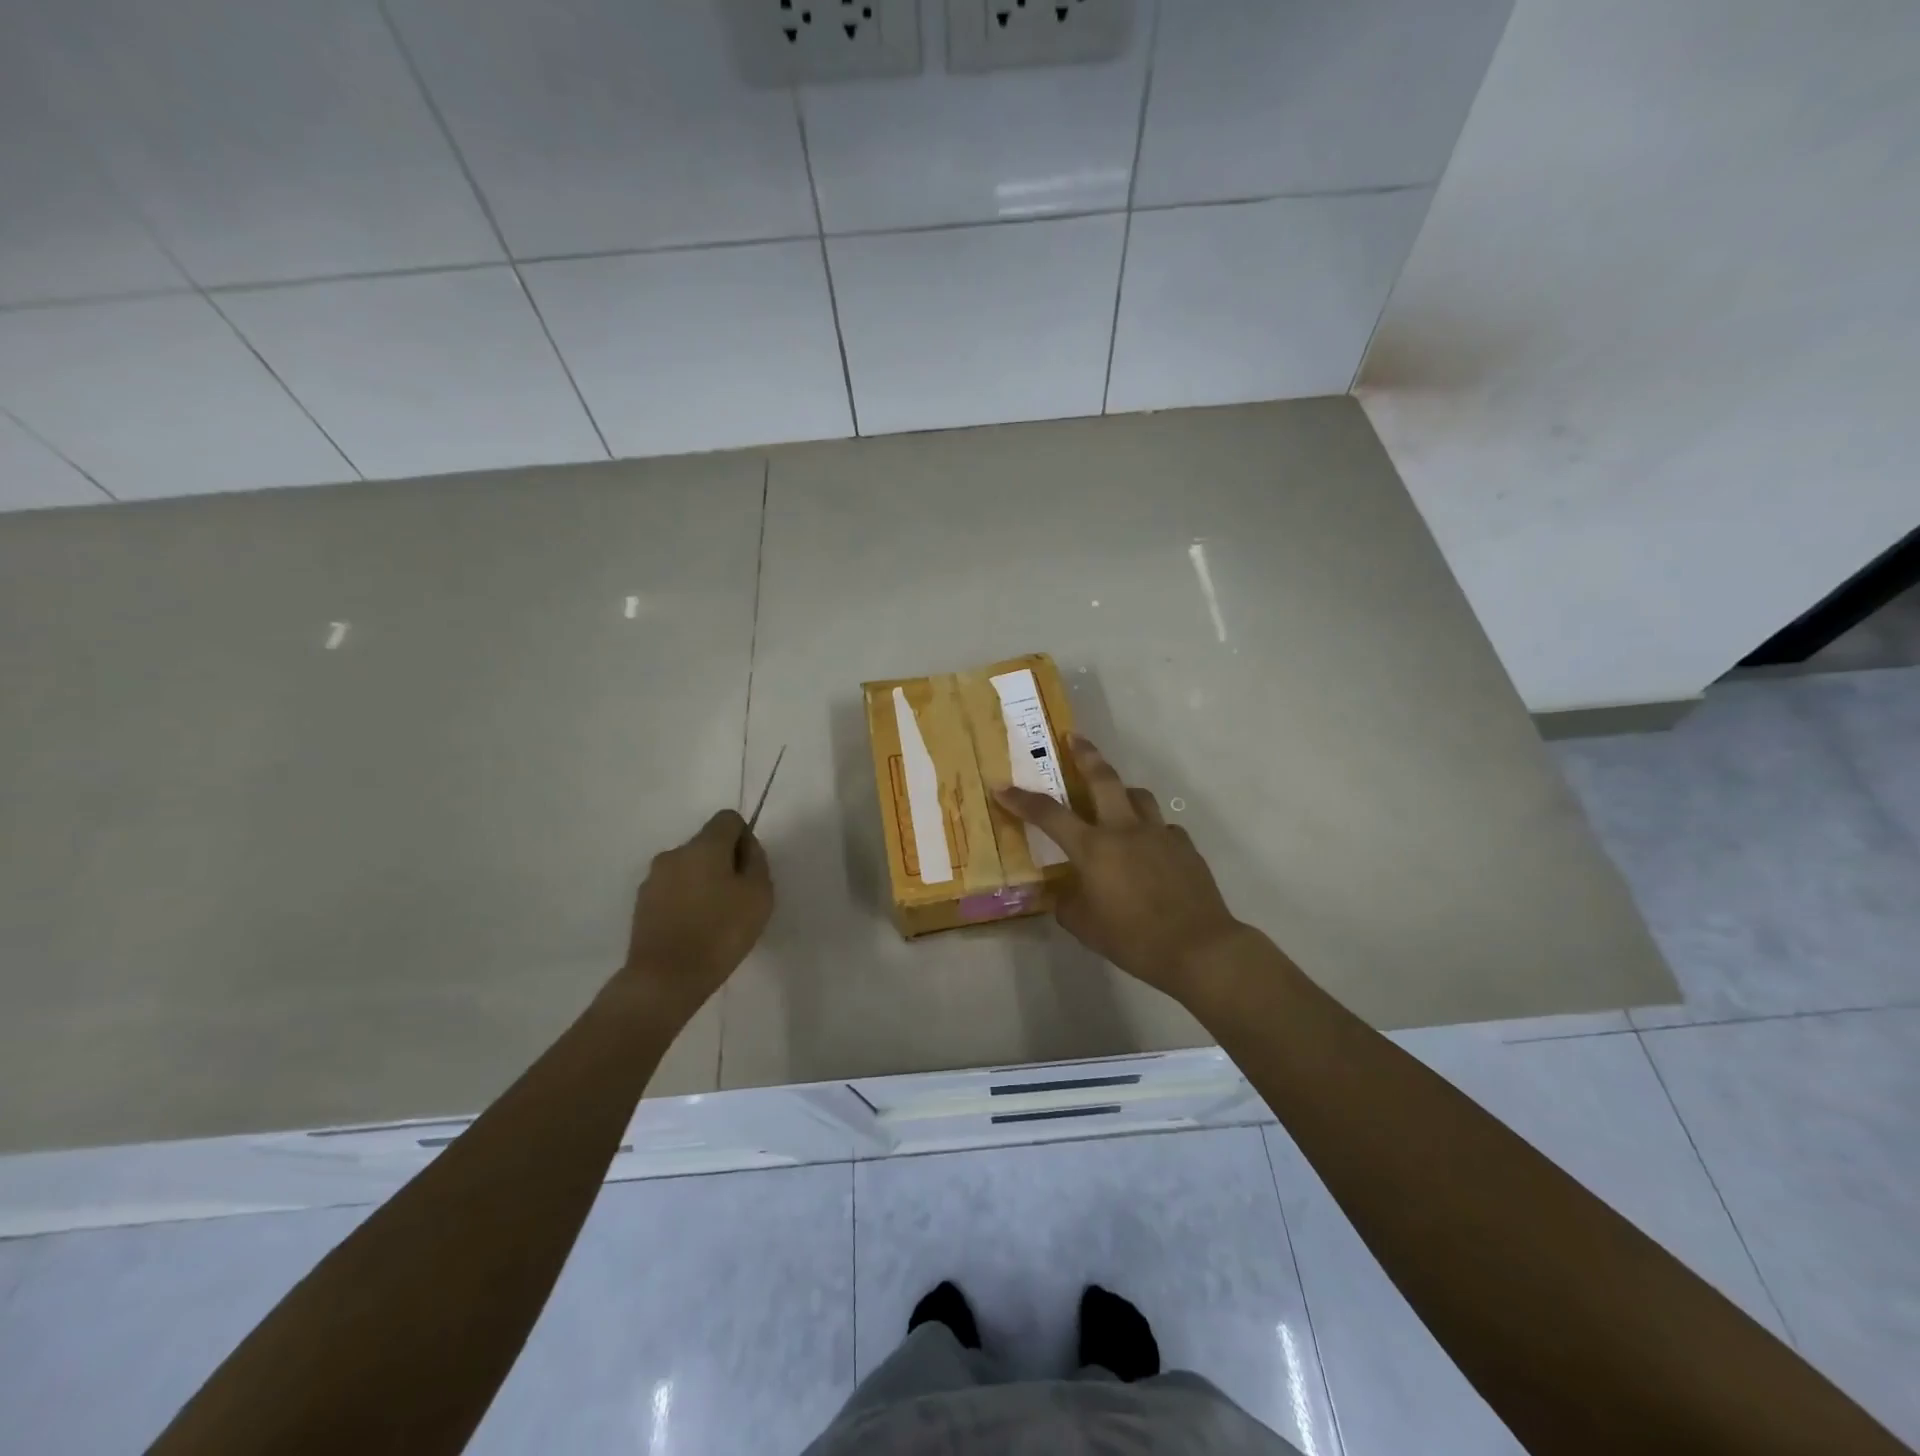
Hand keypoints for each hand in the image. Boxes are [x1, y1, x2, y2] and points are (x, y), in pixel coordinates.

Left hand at [616, 809, 772, 1010]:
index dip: (744, 838)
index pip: (728, 819)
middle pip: (707, 844)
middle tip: (738, 898)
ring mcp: (653, 879)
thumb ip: (756, 862)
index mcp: (704, 846)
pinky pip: (672, 890)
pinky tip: (694, 929)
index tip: (750, 870)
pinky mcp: (641, 904)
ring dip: (703, 882)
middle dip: (724, 862)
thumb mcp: (758, 894)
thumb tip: (745, 848)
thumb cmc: (720, 932)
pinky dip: (686, 901)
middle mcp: (674, 854)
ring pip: (688, 868)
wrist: (665, 979)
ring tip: (715, 918)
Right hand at [995, 734, 1248, 1002]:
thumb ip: (1067, 902)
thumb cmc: (1133, 938)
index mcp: (1094, 847)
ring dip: (1121, 790)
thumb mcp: (1084, 926)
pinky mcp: (1184, 846)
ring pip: (1138, 795)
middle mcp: (1124, 829)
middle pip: (1103, 778)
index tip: (1002, 786)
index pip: (1049, 814)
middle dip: (1085, 754)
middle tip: (1074, 737)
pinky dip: (1149, 828)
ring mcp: (1158, 834)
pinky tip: (1148, 848)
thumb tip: (1065, 890)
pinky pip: (1162, 826)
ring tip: (1114, 797)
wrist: (1198, 947)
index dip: (1022, 799)